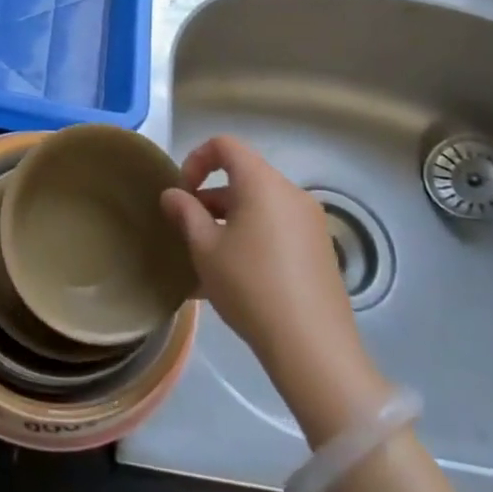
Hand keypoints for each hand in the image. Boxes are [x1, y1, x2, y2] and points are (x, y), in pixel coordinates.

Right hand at [162, 136, 390, 440]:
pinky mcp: (320, 249)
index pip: (225, 145)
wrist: (312, 346)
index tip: (182, 192)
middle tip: (188, 228)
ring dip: (230, 218)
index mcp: (262, 183)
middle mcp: (291, 193)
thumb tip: (172, 194)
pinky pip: (277, 227)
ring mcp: (310, 221)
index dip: (196, 159)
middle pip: (244, 175)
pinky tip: (236, 275)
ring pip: (260, 204)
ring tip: (208, 256)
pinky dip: (252, 235)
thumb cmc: (250, 286)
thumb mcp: (205, 248)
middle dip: (210, 195)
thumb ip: (185, 213)